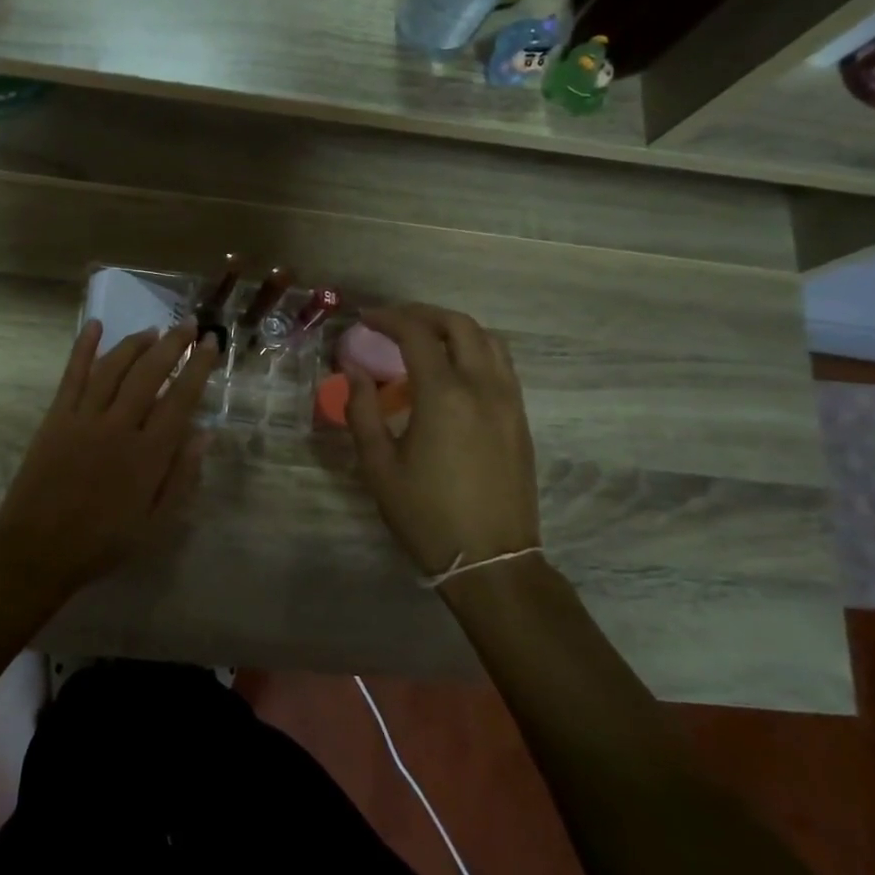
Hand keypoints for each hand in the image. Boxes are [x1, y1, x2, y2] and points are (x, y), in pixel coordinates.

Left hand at [0, 320, 218, 599]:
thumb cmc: (103, 543)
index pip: (181, 398)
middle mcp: (118, 426)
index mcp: (148, 454)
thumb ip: (182, 478)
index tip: (212, 344)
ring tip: (154, 330)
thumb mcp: (156, 525)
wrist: (37, 551)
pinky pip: (72, 375)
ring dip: (135, 343)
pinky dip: (83, 348)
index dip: (199, 367)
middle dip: (173, 344)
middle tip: (189, 324)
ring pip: (113, 367)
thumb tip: (204, 433)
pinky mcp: (55, 418)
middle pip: (149, 373)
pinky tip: (94, 326)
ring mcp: (83, 418)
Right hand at [343, 304, 540, 578]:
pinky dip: (475, 349)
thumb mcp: (378, 465)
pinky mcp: (520, 418)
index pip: (417, 335)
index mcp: (444, 395)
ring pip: (489, 340)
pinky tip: (453, 369)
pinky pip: (501, 364)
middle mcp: (483, 387)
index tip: (365, 319)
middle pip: (459, 325)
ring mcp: (509, 401)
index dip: (389, 319)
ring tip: (424, 338)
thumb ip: (362, 411)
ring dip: (454, 328)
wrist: (491, 560)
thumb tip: (354, 371)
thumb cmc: (426, 515)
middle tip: (393, 322)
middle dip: (423, 314)